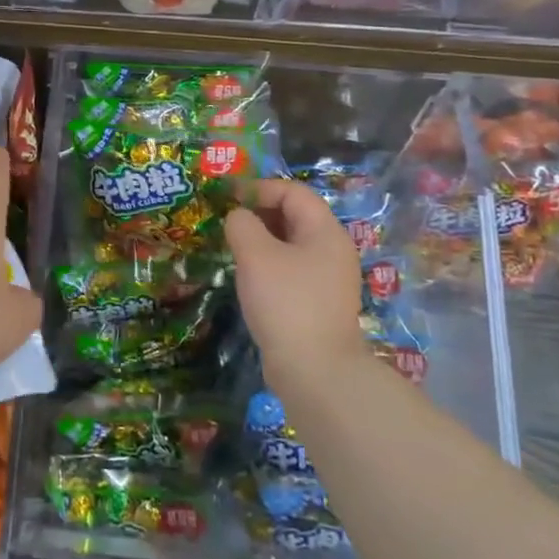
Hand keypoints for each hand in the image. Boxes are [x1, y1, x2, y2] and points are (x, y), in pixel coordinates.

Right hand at [224, 179, 364, 384]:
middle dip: (259, 212)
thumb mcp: (256, 255)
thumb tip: (238, 217)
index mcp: (325, 232)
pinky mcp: (318, 303)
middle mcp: (332, 250)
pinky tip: (248, 277)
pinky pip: (291, 269)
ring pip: (291, 244)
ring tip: (232, 246)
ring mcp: (328, 279)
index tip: (227, 196)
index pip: (293, 192)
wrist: (315, 371)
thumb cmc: (286, 302)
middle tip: (226, 220)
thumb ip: (242, 225)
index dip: (259, 188)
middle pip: (295, 216)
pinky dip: (268, 264)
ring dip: (261, 239)